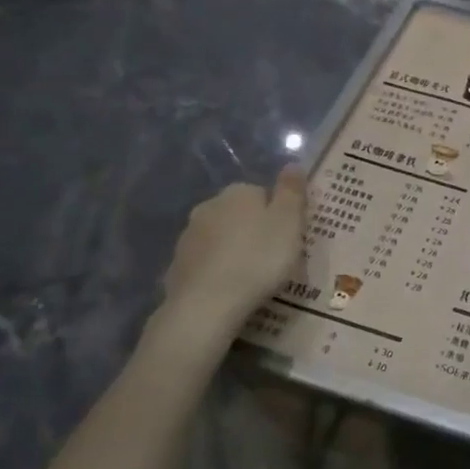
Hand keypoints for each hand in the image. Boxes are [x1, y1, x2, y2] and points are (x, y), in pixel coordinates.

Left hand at [151, 167, 305, 336]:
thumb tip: (293, 164)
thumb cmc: (258, 259)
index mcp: (238, 192)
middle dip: (253, 231)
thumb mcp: (289, 223)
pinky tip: (228, 290)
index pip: (262, 194)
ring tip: (251, 278)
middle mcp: (209, 206)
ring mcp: (188, 236)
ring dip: (233, 250)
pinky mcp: (177, 265)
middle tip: (272, 259)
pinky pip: (205, 263)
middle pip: (239, 214)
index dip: (278, 216)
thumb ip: (292, 192)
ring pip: (220, 238)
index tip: (288, 239)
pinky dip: (216, 271)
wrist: (207, 304)